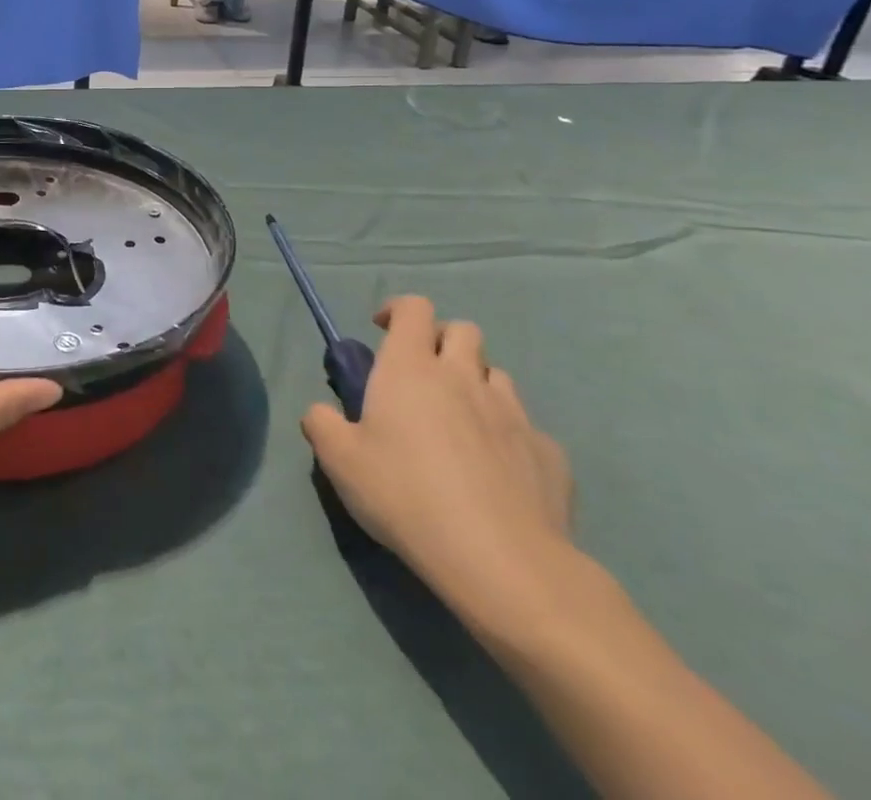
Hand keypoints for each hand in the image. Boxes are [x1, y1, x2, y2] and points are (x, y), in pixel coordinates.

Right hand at [301, 295, 574, 612]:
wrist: (502, 561)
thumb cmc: (406, 496)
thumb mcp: (339, 461)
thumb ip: (321, 424)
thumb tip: (321, 413)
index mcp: (410, 368)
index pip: (414, 308)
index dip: (398, 310)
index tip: (382, 330)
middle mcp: (464, 377)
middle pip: (463, 331)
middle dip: (442, 341)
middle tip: (422, 375)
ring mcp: (513, 414)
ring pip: (497, 376)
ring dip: (476, 384)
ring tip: (459, 421)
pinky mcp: (549, 454)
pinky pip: (527, 428)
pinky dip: (508, 435)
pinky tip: (497, 470)